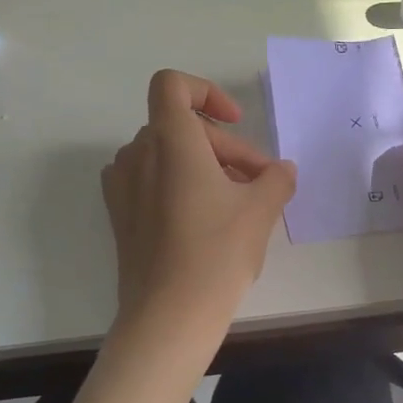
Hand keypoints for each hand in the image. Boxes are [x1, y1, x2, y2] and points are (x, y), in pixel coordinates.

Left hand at [101, 70, 296, 327]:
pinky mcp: (119, 214)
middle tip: (258, 182)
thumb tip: (282, 171)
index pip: (172, 85)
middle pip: (181, 126)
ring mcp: (122, 185)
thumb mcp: (260, 211)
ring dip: (203, 166)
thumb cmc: (215, 253)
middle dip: (224, 147)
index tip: (234, 121)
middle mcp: (137, 154)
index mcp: (169, 140)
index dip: (205, 91)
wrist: (167, 317)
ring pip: (166, 154)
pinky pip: (149, 180)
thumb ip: (275, 180)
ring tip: (235, 202)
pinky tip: (203, 218)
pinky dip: (177, 184)